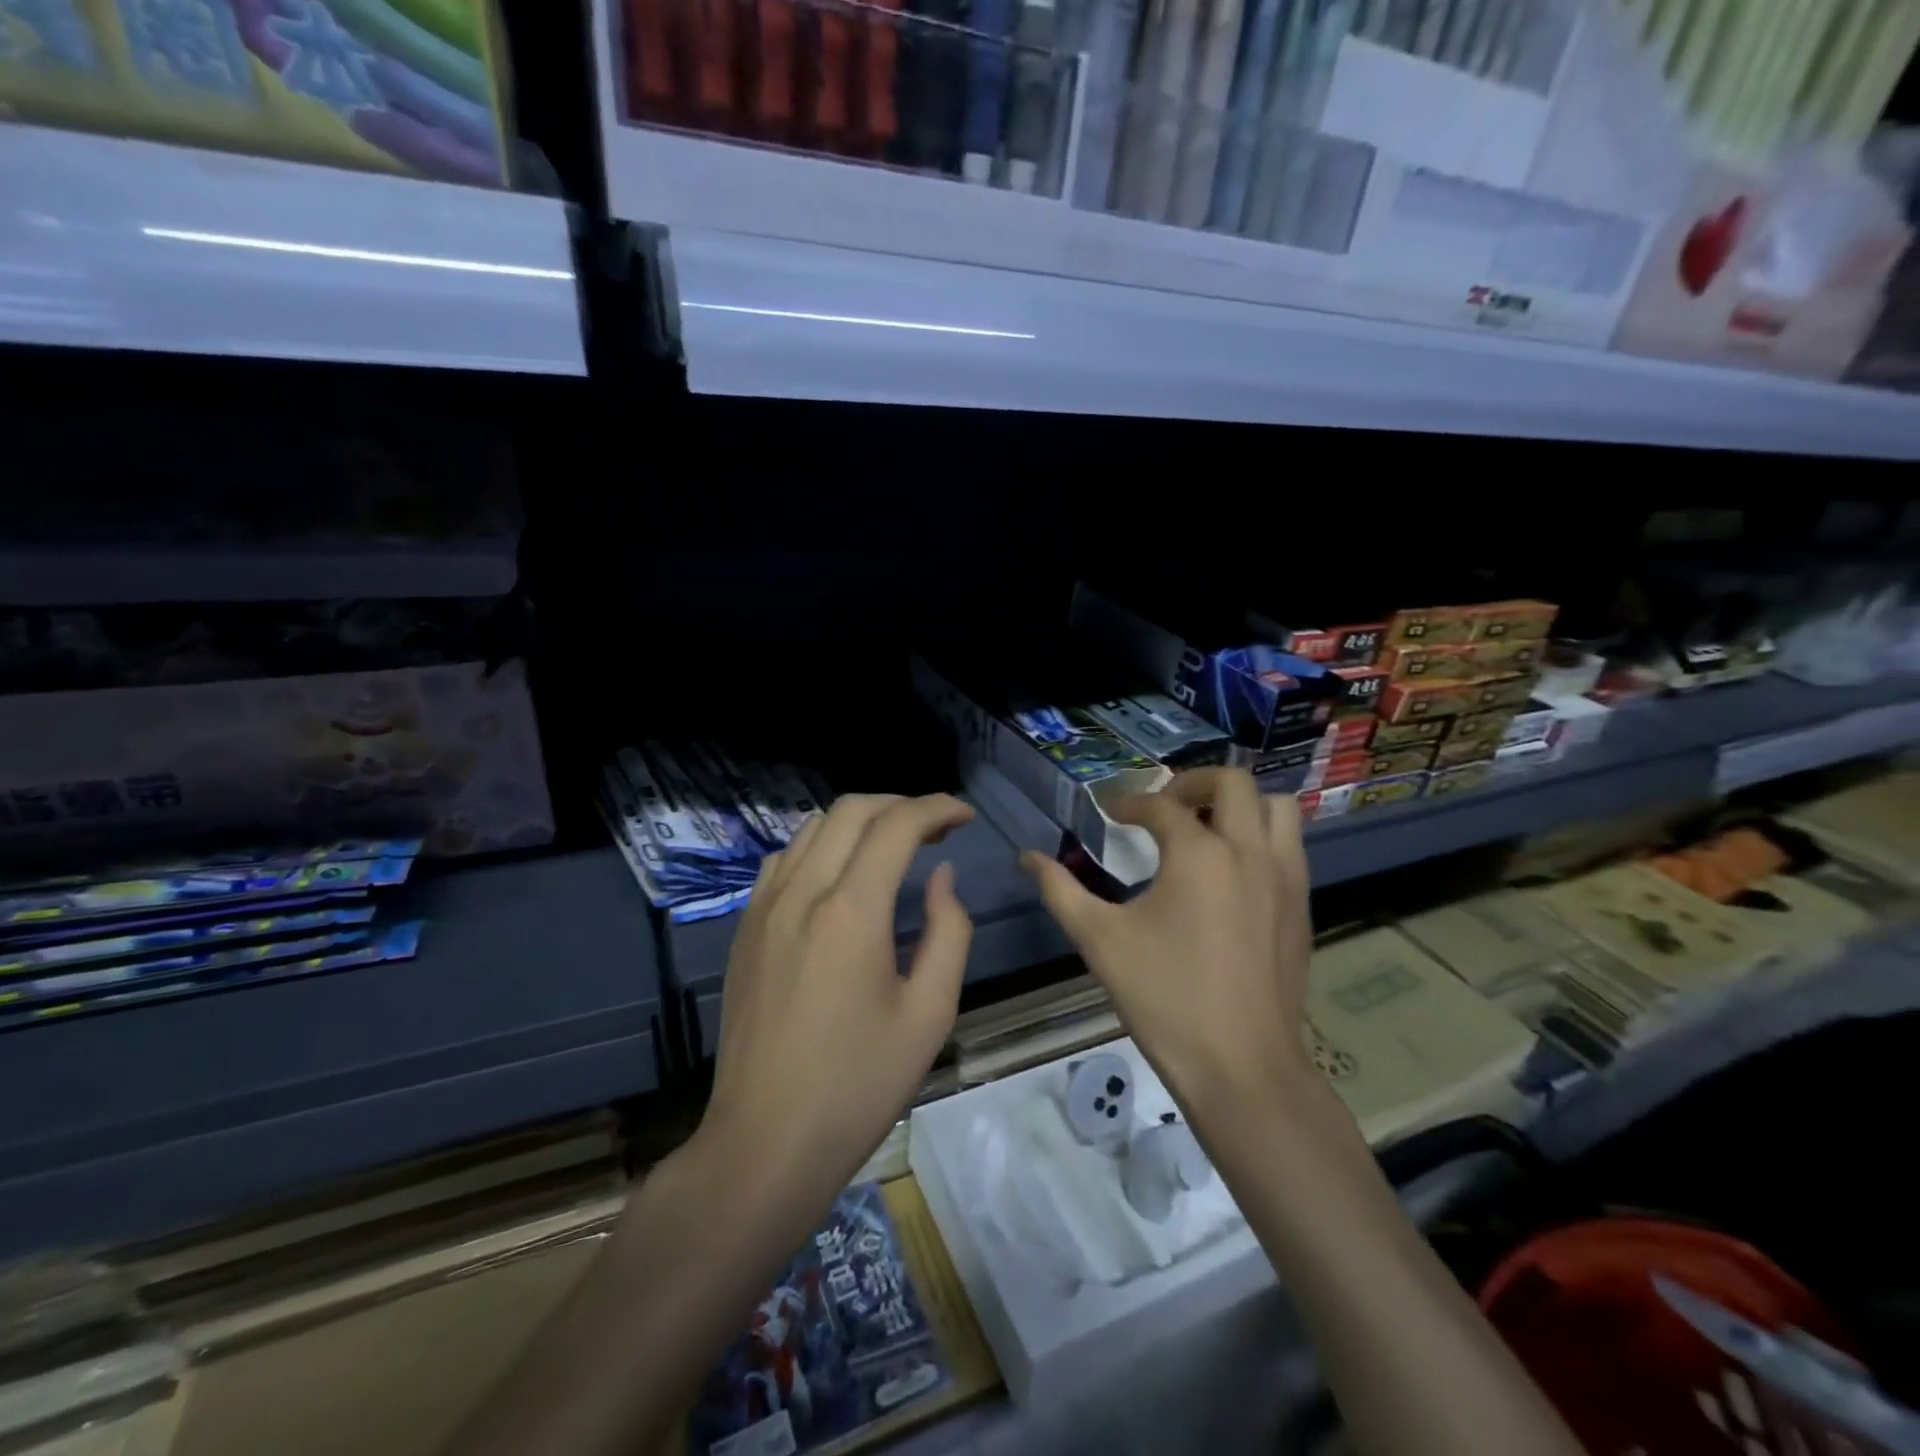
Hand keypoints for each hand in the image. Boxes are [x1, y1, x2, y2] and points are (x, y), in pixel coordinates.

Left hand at [703, 793, 975, 1197]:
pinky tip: (840, 876)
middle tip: (935, 828)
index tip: (965, 816)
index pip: (897, 826)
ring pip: (813, 827)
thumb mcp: (929, 1014)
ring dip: (859, 822)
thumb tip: (941, 877)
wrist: (765, 1142)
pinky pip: (783, 859)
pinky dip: (821, 846)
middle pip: (851, 810)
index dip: (937, 808)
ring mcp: (763, 908)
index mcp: (850, 912)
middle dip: (901, 805)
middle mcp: (801, 893)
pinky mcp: (744, 928)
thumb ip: (948, 932)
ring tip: (893, 847)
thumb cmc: (858, 1085)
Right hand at [1021, 768, 1312, 1106]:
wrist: (1242, 1067)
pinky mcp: (1302, 906)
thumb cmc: (1165, 998)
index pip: (1160, 806)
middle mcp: (1249, 851)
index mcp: (1198, 854)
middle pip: (1232, 783)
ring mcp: (1285, 878)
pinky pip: (1290, 845)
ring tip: (1206, 826)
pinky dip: (1263, 836)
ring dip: (1240, 804)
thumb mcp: (1099, 940)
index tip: (1110, 814)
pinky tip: (1233, 870)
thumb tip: (1027, 858)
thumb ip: (1060, 890)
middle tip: (1164, 804)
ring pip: (1277, 807)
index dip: (1129, 804)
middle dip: (1192, 783)